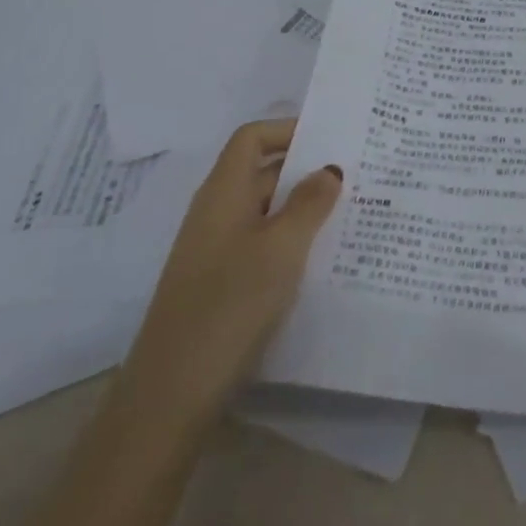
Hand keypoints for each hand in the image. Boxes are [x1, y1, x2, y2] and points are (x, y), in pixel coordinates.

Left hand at [118, 115, 343, 434]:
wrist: (170, 396)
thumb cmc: (229, 304)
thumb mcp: (281, 248)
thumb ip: (309, 203)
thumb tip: (329, 168)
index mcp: (223, 192)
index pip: (252, 138)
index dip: (288, 130)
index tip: (331, 139)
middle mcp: (216, 213)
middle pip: (262, 172)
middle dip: (306, 171)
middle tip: (356, 176)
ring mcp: (215, 251)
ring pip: (265, 212)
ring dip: (302, 209)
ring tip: (349, 216)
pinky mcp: (220, 285)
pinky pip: (261, 245)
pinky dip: (290, 242)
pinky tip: (321, 261)